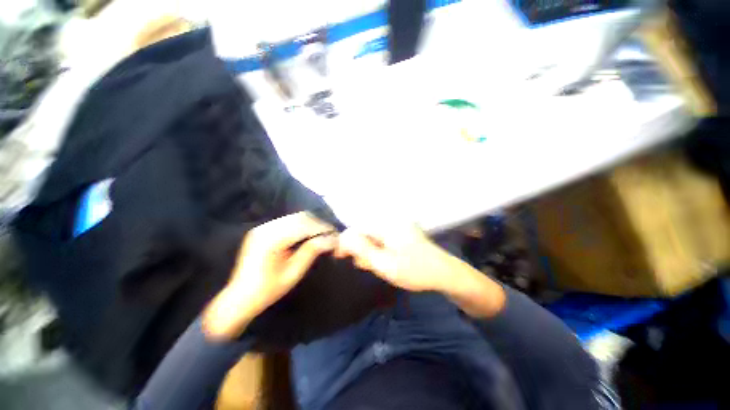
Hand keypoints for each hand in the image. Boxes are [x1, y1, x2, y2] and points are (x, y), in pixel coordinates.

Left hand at [203, 212, 336, 339]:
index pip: (304, 225)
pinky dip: (300, 226)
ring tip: (320, 235)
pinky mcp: (262, 230)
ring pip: (294, 217)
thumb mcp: (293, 272)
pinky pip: (286, 222)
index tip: (335, 234)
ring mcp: (262, 227)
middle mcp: (266, 228)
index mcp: (272, 239)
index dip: (322, 227)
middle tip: (329, 234)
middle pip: (299, 217)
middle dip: (317, 224)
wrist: (239, 297)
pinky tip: (306, 235)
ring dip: (310, 224)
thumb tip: (331, 239)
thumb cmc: (268, 289)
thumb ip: (311, 251)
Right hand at [336, 225, 505, 317]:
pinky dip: (380, 250)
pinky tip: (386, 261)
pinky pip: (384, 239)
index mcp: (386, 225)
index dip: (347, 243)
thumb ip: (361, 249)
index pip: (357, 229)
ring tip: (379, 266)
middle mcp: (391, 221)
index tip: (340, 258)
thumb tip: (342, 237)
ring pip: (374, 237)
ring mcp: (398, 226)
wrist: (444, 273)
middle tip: (368, 266)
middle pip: (365, 233)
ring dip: (371, 251)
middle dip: (362, 250)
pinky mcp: (403, 232)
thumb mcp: (384, 263)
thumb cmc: (414, 270)